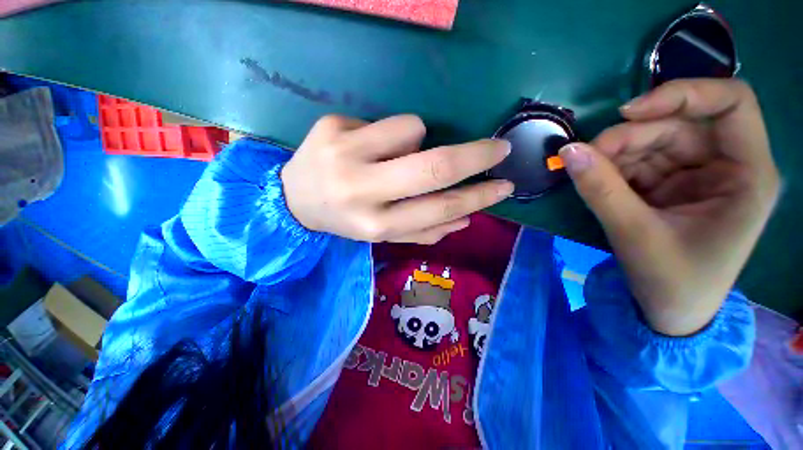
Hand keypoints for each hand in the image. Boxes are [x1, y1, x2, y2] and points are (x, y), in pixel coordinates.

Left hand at [281, 115, 513, 244]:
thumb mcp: (384, 232)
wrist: (294, 199)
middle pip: (434, 166)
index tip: (504, 186)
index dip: (477, 197)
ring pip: (413, 129)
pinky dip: (392, 133)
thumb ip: (425, 230)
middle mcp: (361, 190)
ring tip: (395, 156)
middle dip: (476, 156)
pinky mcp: (333, 126)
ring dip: (418, 140)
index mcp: (375, 224)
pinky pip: (387, 120)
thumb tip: (465, 218)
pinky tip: (371, 146)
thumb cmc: (347, 218)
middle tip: (498, 148)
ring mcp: (344, 154)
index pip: (440, 208)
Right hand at [560, 79, 779, 335]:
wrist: (668, 310)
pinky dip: (613, 167)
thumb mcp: (635, 234)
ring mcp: (697, 173)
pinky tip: (598, 181)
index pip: (731, 103)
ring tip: (587, 173)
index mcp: (747, 175)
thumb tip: (567, 151)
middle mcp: (727, 165)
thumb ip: (601, 189)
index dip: (683, 94)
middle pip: (678, 124)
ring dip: (615, 153)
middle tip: (585, 155)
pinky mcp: (671, 183)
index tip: (629, 112)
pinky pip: (638, 160)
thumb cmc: (671, 280)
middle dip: (629, 136)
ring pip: (653, 141)